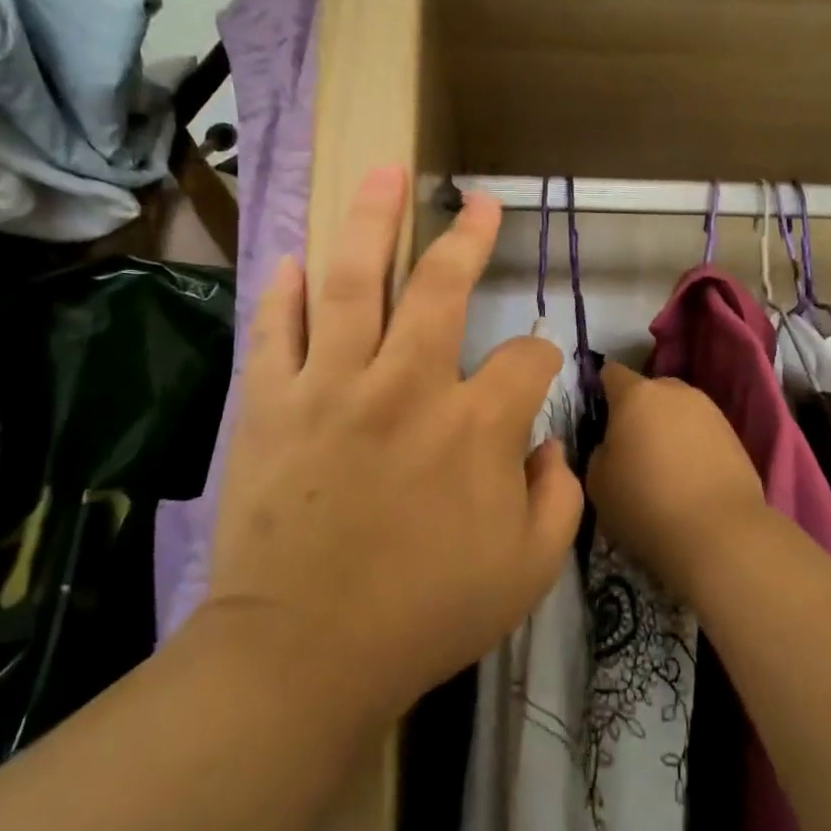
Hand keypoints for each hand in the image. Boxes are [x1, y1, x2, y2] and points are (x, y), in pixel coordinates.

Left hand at [202, 165, 583, 728]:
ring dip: (370, 222)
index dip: (541, 358)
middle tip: (477, 203)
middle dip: (465, 238)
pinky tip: (296, 260)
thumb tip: (551, 445)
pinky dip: (285, 292)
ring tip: (381, 174)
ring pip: (353, 282)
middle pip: (441, 287)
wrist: (303, 656)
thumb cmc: (424, 615)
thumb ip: (559, 498)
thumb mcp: (529, 570)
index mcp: (476, 426)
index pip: (528, 359)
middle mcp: (408, 386)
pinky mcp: (271, 405)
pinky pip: (277, 330)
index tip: (534, 371)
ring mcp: (332, 387)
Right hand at [587, 362, 769, 604]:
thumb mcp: (597, 482)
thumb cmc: (645, 503)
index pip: (611, 373)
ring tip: (664, 467)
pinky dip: (693, 446)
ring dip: (668, 428)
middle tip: (631, 447)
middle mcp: (675, 391)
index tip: (599, 418)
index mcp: (636, 394)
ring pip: (678, 410)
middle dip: (638, 411)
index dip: (601, 390)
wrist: (719, 533)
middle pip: (649, 390)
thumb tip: (613, 445)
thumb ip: (600, 451)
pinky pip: (702, 432)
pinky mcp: (734, 435)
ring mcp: (710, 410)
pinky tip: (690, 478)